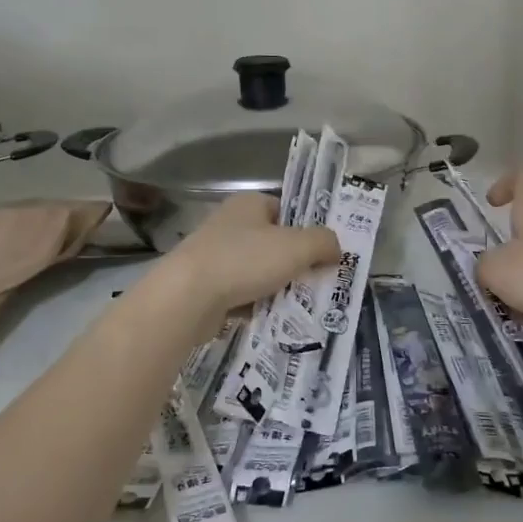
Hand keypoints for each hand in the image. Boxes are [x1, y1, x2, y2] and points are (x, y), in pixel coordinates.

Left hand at [158, 193, 341, 326]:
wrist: (187, 297)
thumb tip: (335, 249)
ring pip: (258, 271)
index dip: (306, 231)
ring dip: (276, 287)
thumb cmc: (245, 261)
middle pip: (274, 243)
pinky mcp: (204, 286)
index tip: (323, 255)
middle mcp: (229, 224)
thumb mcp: (298, 246)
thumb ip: (324, 243)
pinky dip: (255, 305)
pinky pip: (240, 294)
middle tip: (315, 283)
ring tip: (297, 305)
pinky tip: (269, 317)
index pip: (286, 211)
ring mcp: (214, 255)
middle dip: (294, 264)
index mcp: (248, 204)